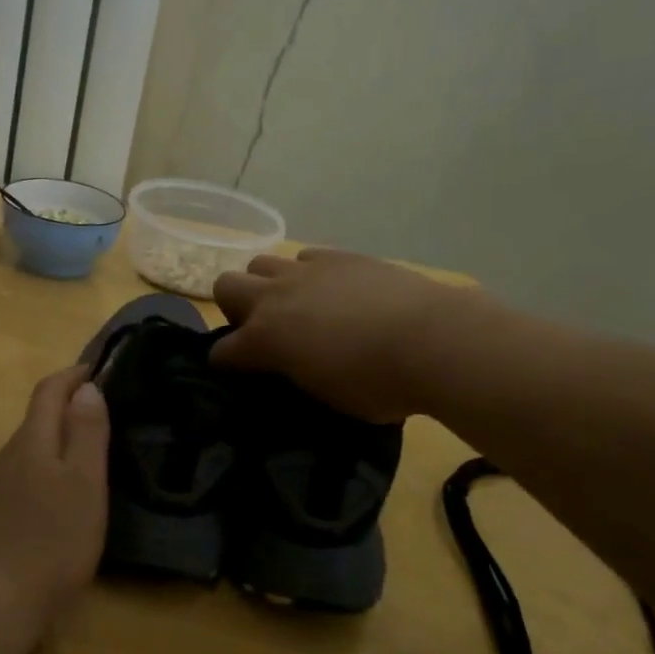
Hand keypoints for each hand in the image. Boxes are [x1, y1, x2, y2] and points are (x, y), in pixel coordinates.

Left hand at [0, 366, 109, 634]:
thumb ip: (86, 432)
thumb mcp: (84, 482)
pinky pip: (24, 472)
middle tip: (102, 408)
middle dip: (67, 404)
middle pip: (38, 416)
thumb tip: (86, 387)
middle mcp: (9, 454)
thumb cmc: (53, 538)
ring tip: (88, 447)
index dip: (72, 374)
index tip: (97, 368)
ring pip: (31, 446)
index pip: (49, 390)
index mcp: (32, 440)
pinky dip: (46, 464)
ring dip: (57, 435)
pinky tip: (61, 490)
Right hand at [212, 249, 465, 421]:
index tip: (237, 374)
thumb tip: (290, 371)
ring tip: (296, 306)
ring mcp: (306, 271)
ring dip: (268, 285)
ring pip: (261, 263)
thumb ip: (294, 378)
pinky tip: (332, 291)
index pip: (222, 352)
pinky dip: (309, 274)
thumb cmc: (378, 385)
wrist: (432, 340)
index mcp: (264, 339)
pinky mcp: (339, 256)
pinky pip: (305, 258)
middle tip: (262, 330)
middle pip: (226, 285)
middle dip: (235, 308)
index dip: (226, 365)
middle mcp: (274, 298)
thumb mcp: (325, 398)